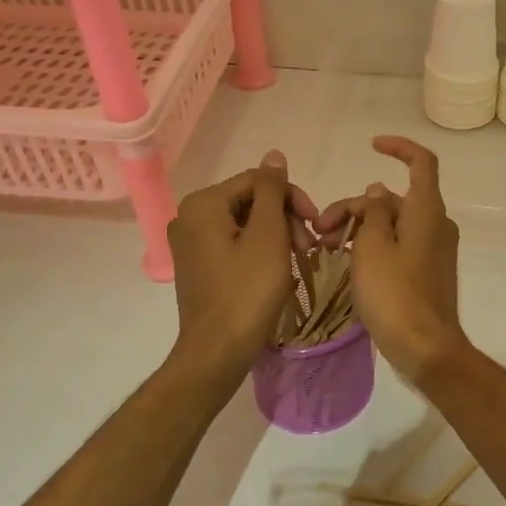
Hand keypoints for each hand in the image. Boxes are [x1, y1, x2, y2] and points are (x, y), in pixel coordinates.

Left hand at [165, 150, 314, 383]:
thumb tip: (274, 155)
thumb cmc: (247, 290)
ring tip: (299, 259)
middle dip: (284, 218)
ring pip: (245, 223)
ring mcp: (191, 243)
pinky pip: (235, 243)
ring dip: (277, 235)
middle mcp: (189, 217)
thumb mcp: (268, 235)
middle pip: (250, 200)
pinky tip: (279, 269)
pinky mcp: (198, 265)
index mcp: (203, 204)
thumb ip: (272, 191)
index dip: (292, 197)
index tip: (316, 224)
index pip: (258, 181)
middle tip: (309, 247)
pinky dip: (260, 250)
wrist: (218, 350)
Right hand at [318, 136, 469, 384]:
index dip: (399, 148)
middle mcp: (435, 224)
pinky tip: (346, 262)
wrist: (425, 347)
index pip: (422, 162)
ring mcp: (432, 249)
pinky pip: (397, 246)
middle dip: (354, 206)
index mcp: (426, 210)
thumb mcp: (372, 247)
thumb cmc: (394, 293)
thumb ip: (372, 212)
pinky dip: (372, 246)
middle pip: (392, 199)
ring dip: (358, 228)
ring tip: (326, 248)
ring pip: (391, 224)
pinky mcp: (426, 271)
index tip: (371, 145)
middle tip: (320, 229)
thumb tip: (377, 190)